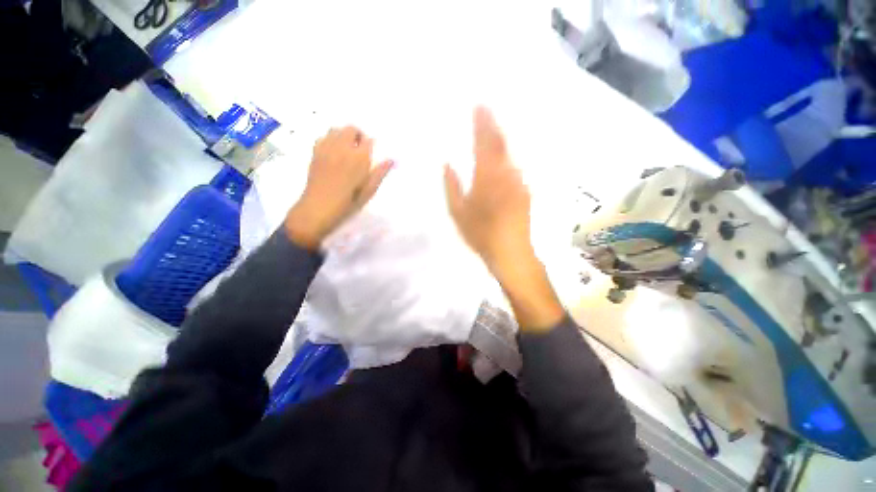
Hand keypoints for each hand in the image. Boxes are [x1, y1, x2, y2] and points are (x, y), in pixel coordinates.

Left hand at [285, 126, 391, 249]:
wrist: (319, 208)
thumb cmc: (348, 203)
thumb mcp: (369, 191)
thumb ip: (380, 173)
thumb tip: (391, 159)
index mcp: (359, 158)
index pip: (368, 140)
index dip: (371, 145)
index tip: (371, 154)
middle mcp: (342, 148)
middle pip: (351, 129)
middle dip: (358, 136)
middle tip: (360, 150)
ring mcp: (327, 148)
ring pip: (336, 129)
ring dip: (343, 135)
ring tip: (346, 150)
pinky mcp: (315, 152)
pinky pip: (323, 136)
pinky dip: (330, 139)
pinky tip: (333, 153)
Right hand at [443, 107, 532, 272]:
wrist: (510, 251)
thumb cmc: (480, 233)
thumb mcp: (458, 212)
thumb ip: (452, 186)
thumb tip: (447, 164)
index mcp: (486, 177)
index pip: (483, 143)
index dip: (481, 123)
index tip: (478, 106)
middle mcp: (505, 173)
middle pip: (500, 142)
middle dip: (492, 124)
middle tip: (486, 109)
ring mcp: (518, 181)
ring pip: (510, 153)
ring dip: (502, 137)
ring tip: (494, 126)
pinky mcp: (525, 190)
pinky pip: (515, 166)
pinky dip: (508, 155)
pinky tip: (504, 154)